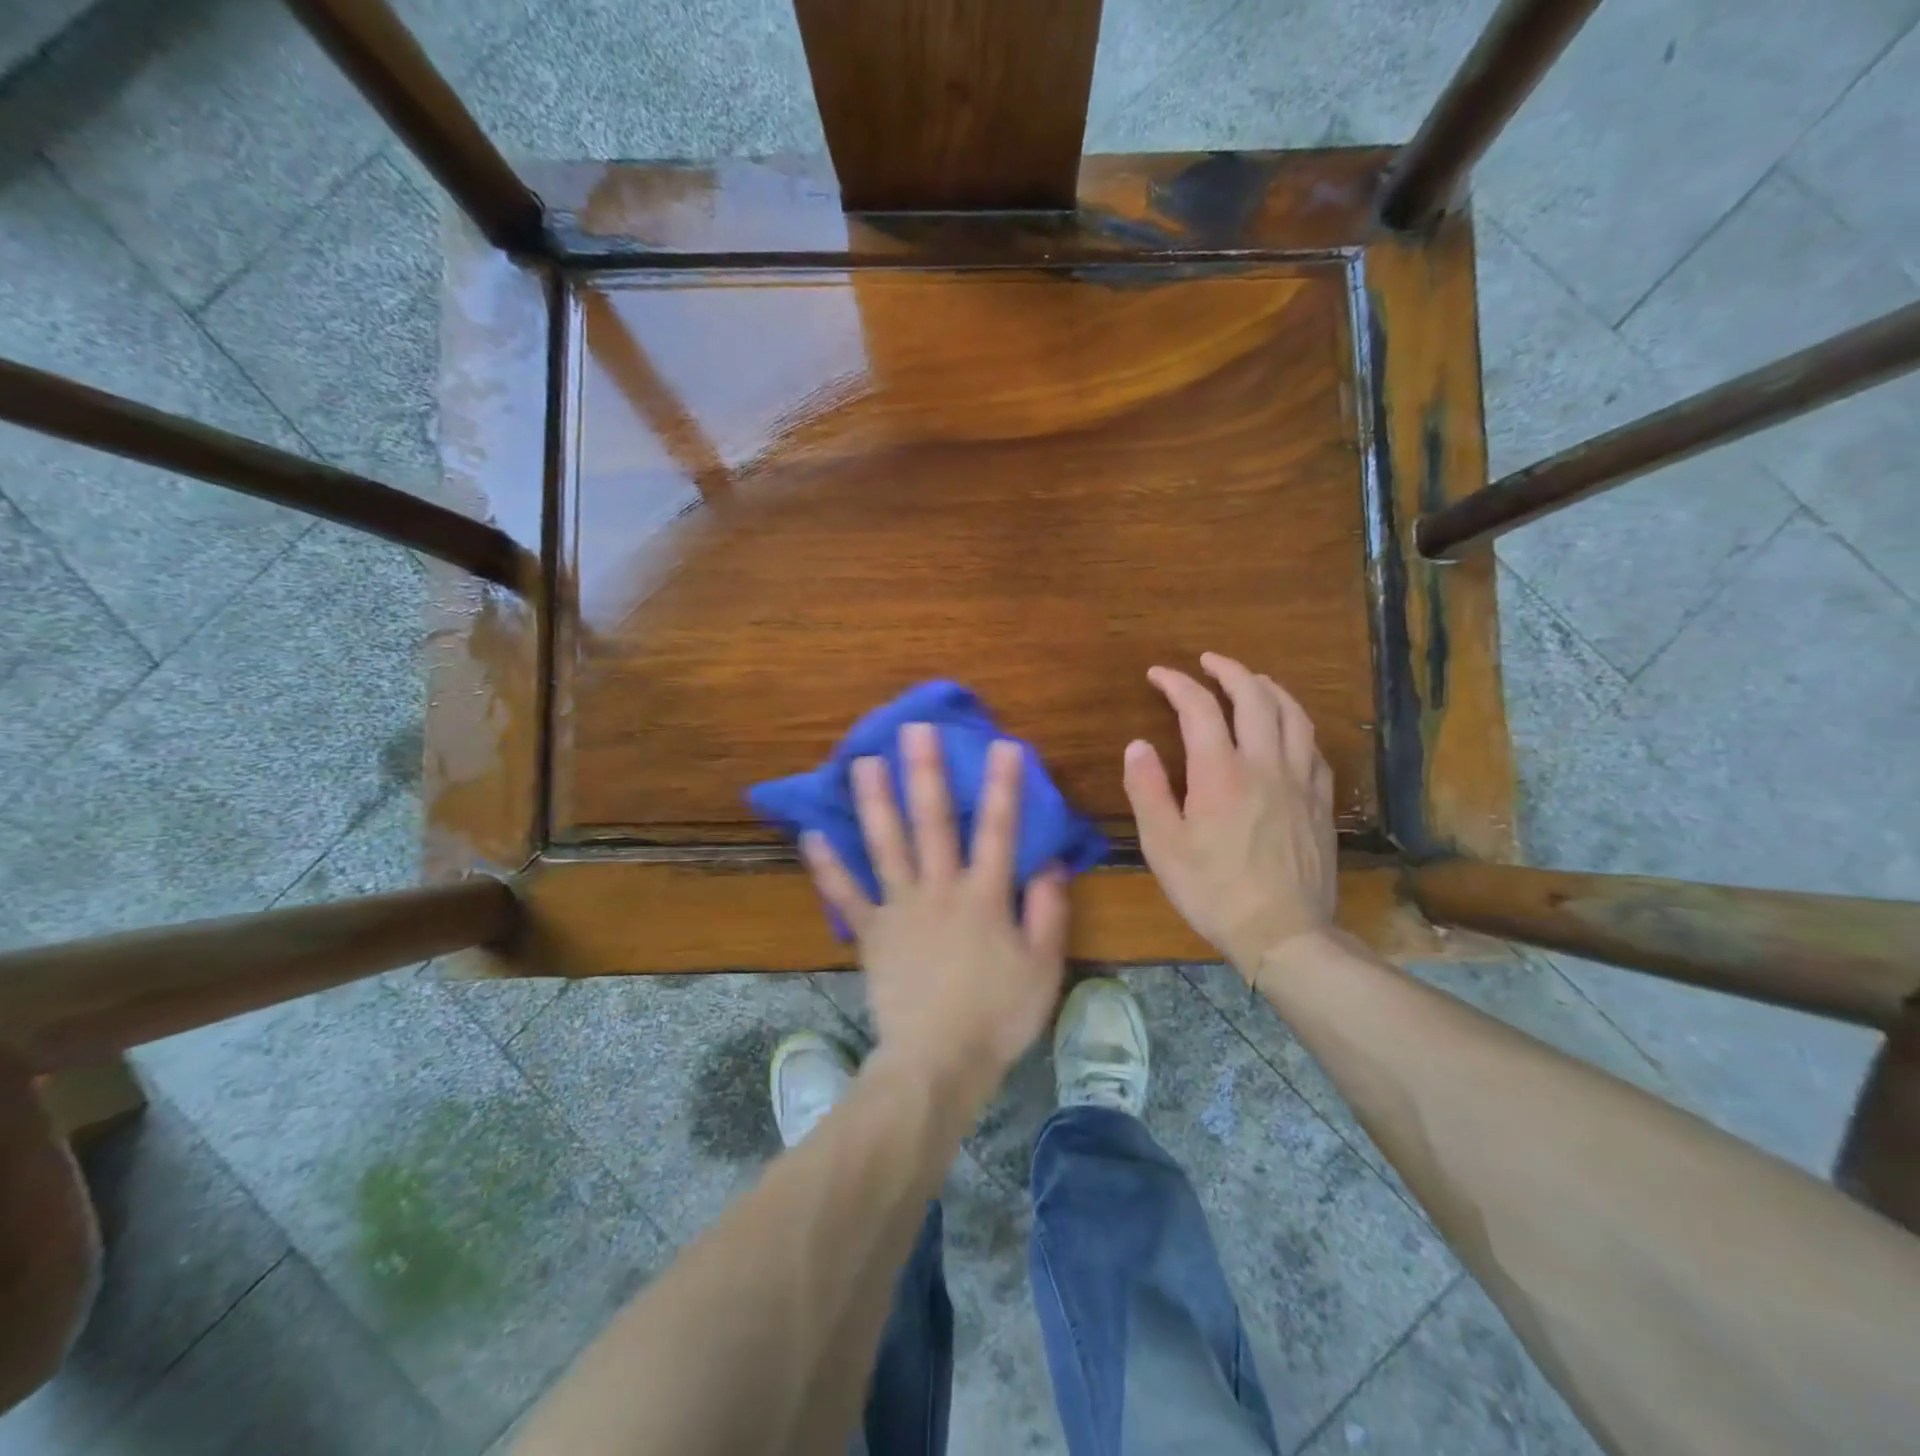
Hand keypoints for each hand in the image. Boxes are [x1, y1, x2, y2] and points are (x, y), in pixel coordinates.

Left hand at [802, 724, 1069, 1095]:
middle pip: (932, 823)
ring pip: (885, 846)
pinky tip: (812, 834)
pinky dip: (828, 866)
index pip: (998, 830)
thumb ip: (1047, 910)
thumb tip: (1048, 862)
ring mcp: (900, 909)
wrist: (938, 1062)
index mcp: (984, 896)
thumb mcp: (1042, 967)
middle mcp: (939, 889)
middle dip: (925, 773)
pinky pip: (846, 895)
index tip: (1002, 744)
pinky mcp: (871, 933)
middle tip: (915, 730)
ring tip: (862, 762)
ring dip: (874, 802)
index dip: (1003, 786)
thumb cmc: (997, 1016)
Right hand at [1123, 652, 1336, 979]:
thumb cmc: (1213, 891)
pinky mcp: (1321, 801)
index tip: (1158, 674)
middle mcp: (1265, 764)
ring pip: (1293, 715)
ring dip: (1269, 688)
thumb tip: (1137, 745)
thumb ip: (1147, 790)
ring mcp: (1300, 781)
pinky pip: (1313, 747)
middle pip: (1254, 697)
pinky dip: (1296, 724)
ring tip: (1252, 681)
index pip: (1199, 708)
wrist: (1282, 933)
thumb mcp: (1163, 845)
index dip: (1177, 683)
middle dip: (1229, 670)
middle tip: (1208, 662)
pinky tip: (1288, 730)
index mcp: (1221, 772)